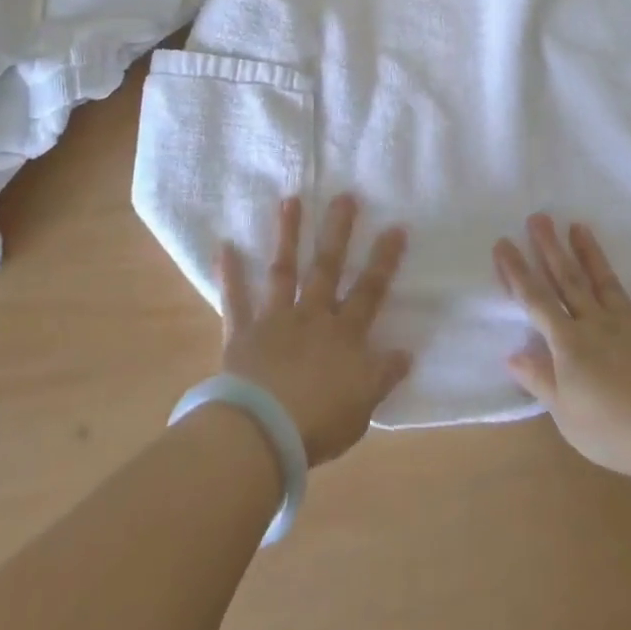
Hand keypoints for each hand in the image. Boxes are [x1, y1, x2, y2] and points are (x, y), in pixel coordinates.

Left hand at [217, 194, 412, 465]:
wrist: (263, 433)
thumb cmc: (319, 423)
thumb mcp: (363, 406)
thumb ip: (382, 376)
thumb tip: (406, 352)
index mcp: (344, 335)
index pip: (370, 291)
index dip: (384, 260)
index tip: (395, 226)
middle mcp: (312, 317)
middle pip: (327, 268)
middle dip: (337, 232)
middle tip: (344, 196)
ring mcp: (275, 320)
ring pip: (284, 271)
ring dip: (287, 235)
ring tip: (290, 200)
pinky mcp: (242, 333)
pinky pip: (235, 300)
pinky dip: (229, 274)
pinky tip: (224, 246)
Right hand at [494, 215, 630, 480]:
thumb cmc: (610, 429)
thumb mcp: (565, 413)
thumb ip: (540, 380)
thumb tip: (511, 354)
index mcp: (568, 343)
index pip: (536, 301)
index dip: (517, 272)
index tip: (504, 242)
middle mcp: (595, 325)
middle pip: (569, 282)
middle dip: (551, 249)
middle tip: (539, 217)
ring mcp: (630, 328)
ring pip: (606, 285)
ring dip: (592, 255)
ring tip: (579, 226)